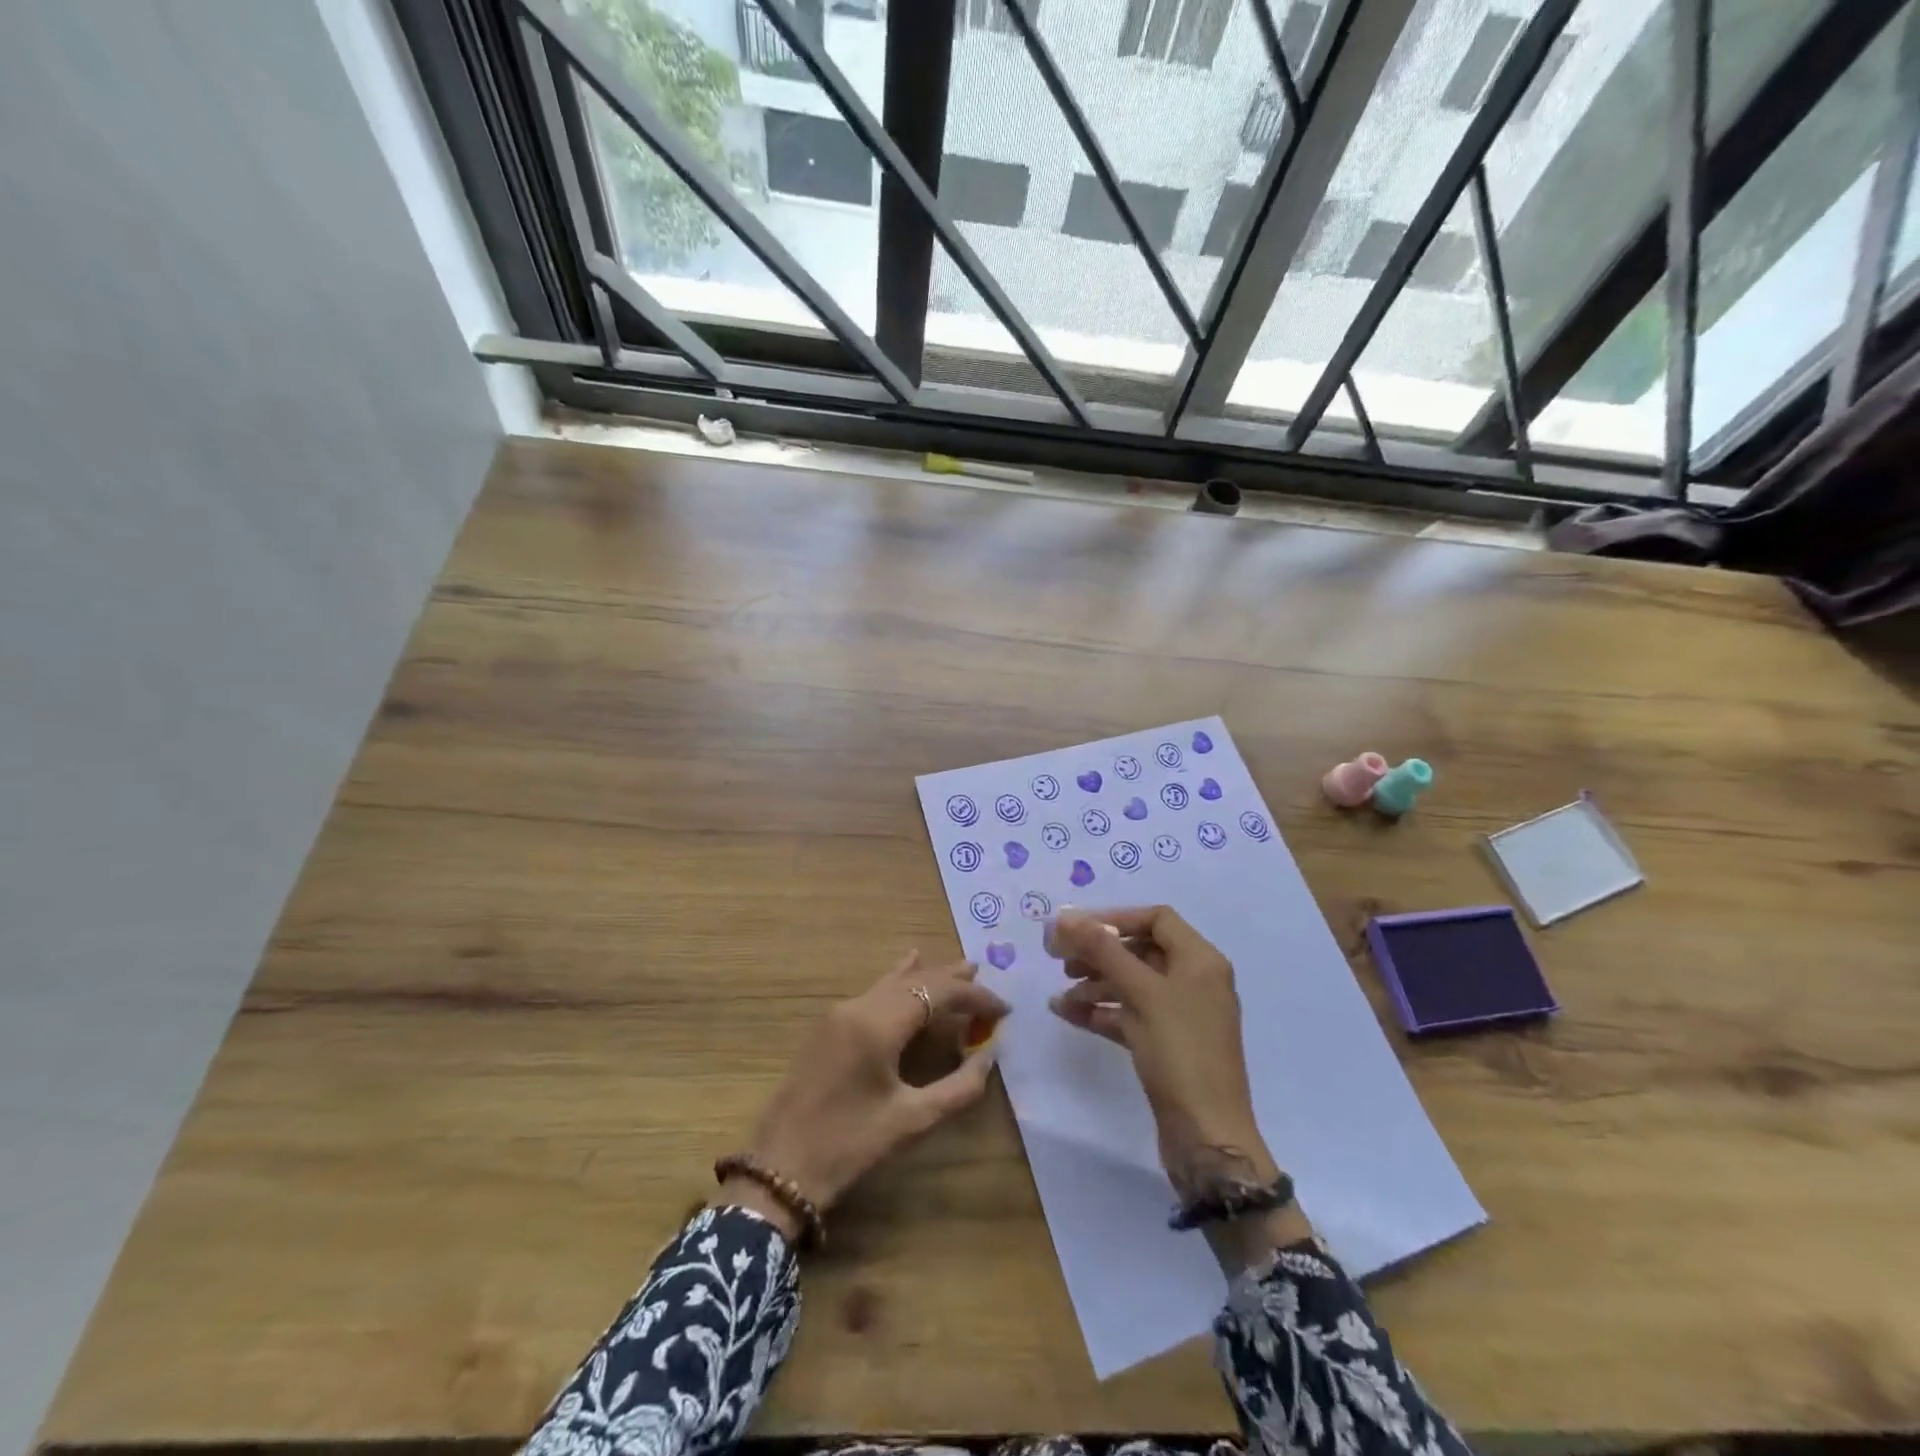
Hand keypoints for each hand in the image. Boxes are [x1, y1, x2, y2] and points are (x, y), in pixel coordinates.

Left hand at [721, 952, 1007, 1232]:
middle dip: (953, 981)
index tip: (1003, 1010)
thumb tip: (990, 1056)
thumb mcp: (910, 1122)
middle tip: (987, 982)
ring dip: (928, 977)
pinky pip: (874, 991)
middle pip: (916, 980)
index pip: (937, 993)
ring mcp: (839, 1012)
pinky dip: (900, 981)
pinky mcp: (828, 1026)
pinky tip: (908, 966)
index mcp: (878, 1024)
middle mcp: (859, 1006)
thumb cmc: (847, 1146)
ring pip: (893, 982)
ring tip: (961, 970)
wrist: (778, 1169)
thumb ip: (957, 1088)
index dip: (974, 998)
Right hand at [1047, 907, 1279, 1196]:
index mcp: (1200, 961)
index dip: (1115, 918)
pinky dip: (1101, 1011)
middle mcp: (1195, 981)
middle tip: (1059, 959)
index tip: (1076, 928)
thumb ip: (1102, 950)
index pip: (1156, 919)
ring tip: (1060, 992)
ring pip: (1132, 984)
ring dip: (1095, 983)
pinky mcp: (1168, 1045)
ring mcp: (1182, 1015)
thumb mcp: (1141, 993)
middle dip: (1099, 952)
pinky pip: (1130, 1014)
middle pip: (1141, 950)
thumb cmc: (1180, 1053)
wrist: (1208, 1137)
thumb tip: (1064, 917)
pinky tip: (1067, 1013)